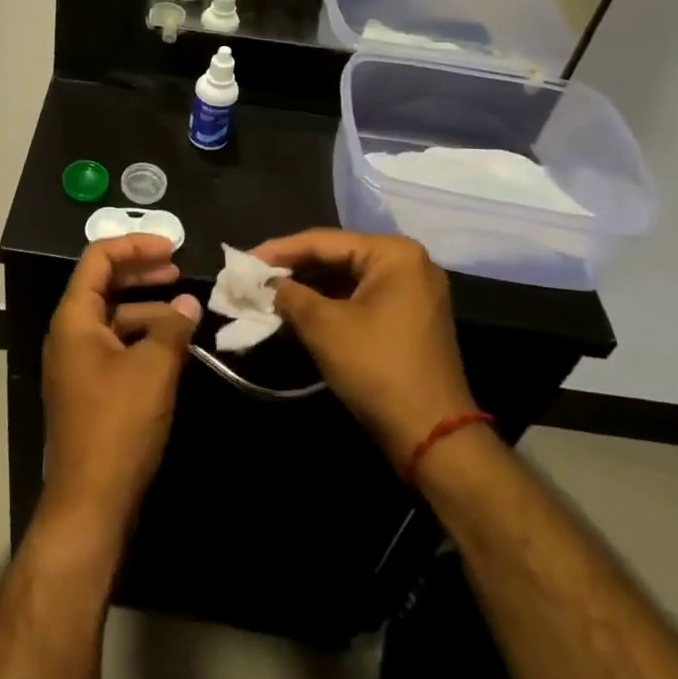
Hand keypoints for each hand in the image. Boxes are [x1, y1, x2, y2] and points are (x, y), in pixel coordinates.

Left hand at [42, 235, 201, 529]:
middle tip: (179, 269)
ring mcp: (78, 363)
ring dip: (148, 307)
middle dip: (141, 272)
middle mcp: (70, 333)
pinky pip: (116, 345)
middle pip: (104, 284)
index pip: (99, 259)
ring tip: (186, 311)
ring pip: (113, 317)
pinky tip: (172, 346)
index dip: (135, 245)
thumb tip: (190, 304)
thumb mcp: (153, 369)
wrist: (90, 504)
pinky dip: (143, 337)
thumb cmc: (117, 426)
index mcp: (74, 318)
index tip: (172, 247)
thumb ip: (173, 328)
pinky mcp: (90, 388)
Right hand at [257, 230, 478, 462]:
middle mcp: (408, 262)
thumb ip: (289, 294)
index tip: (244, 260)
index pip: (323, 241)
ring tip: (269, 293)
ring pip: (348, 278)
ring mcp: (413, 291)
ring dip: (310, 287)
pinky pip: (361, 297)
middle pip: (337, 256)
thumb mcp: (323, 326)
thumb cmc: (377, 369)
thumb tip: (265, 284)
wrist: (433, 437)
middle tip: (254, 277)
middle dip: (294, 268)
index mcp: (393, 253)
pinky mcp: (411, 317)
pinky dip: (330, 303)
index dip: (279, 250)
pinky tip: (299, 310)